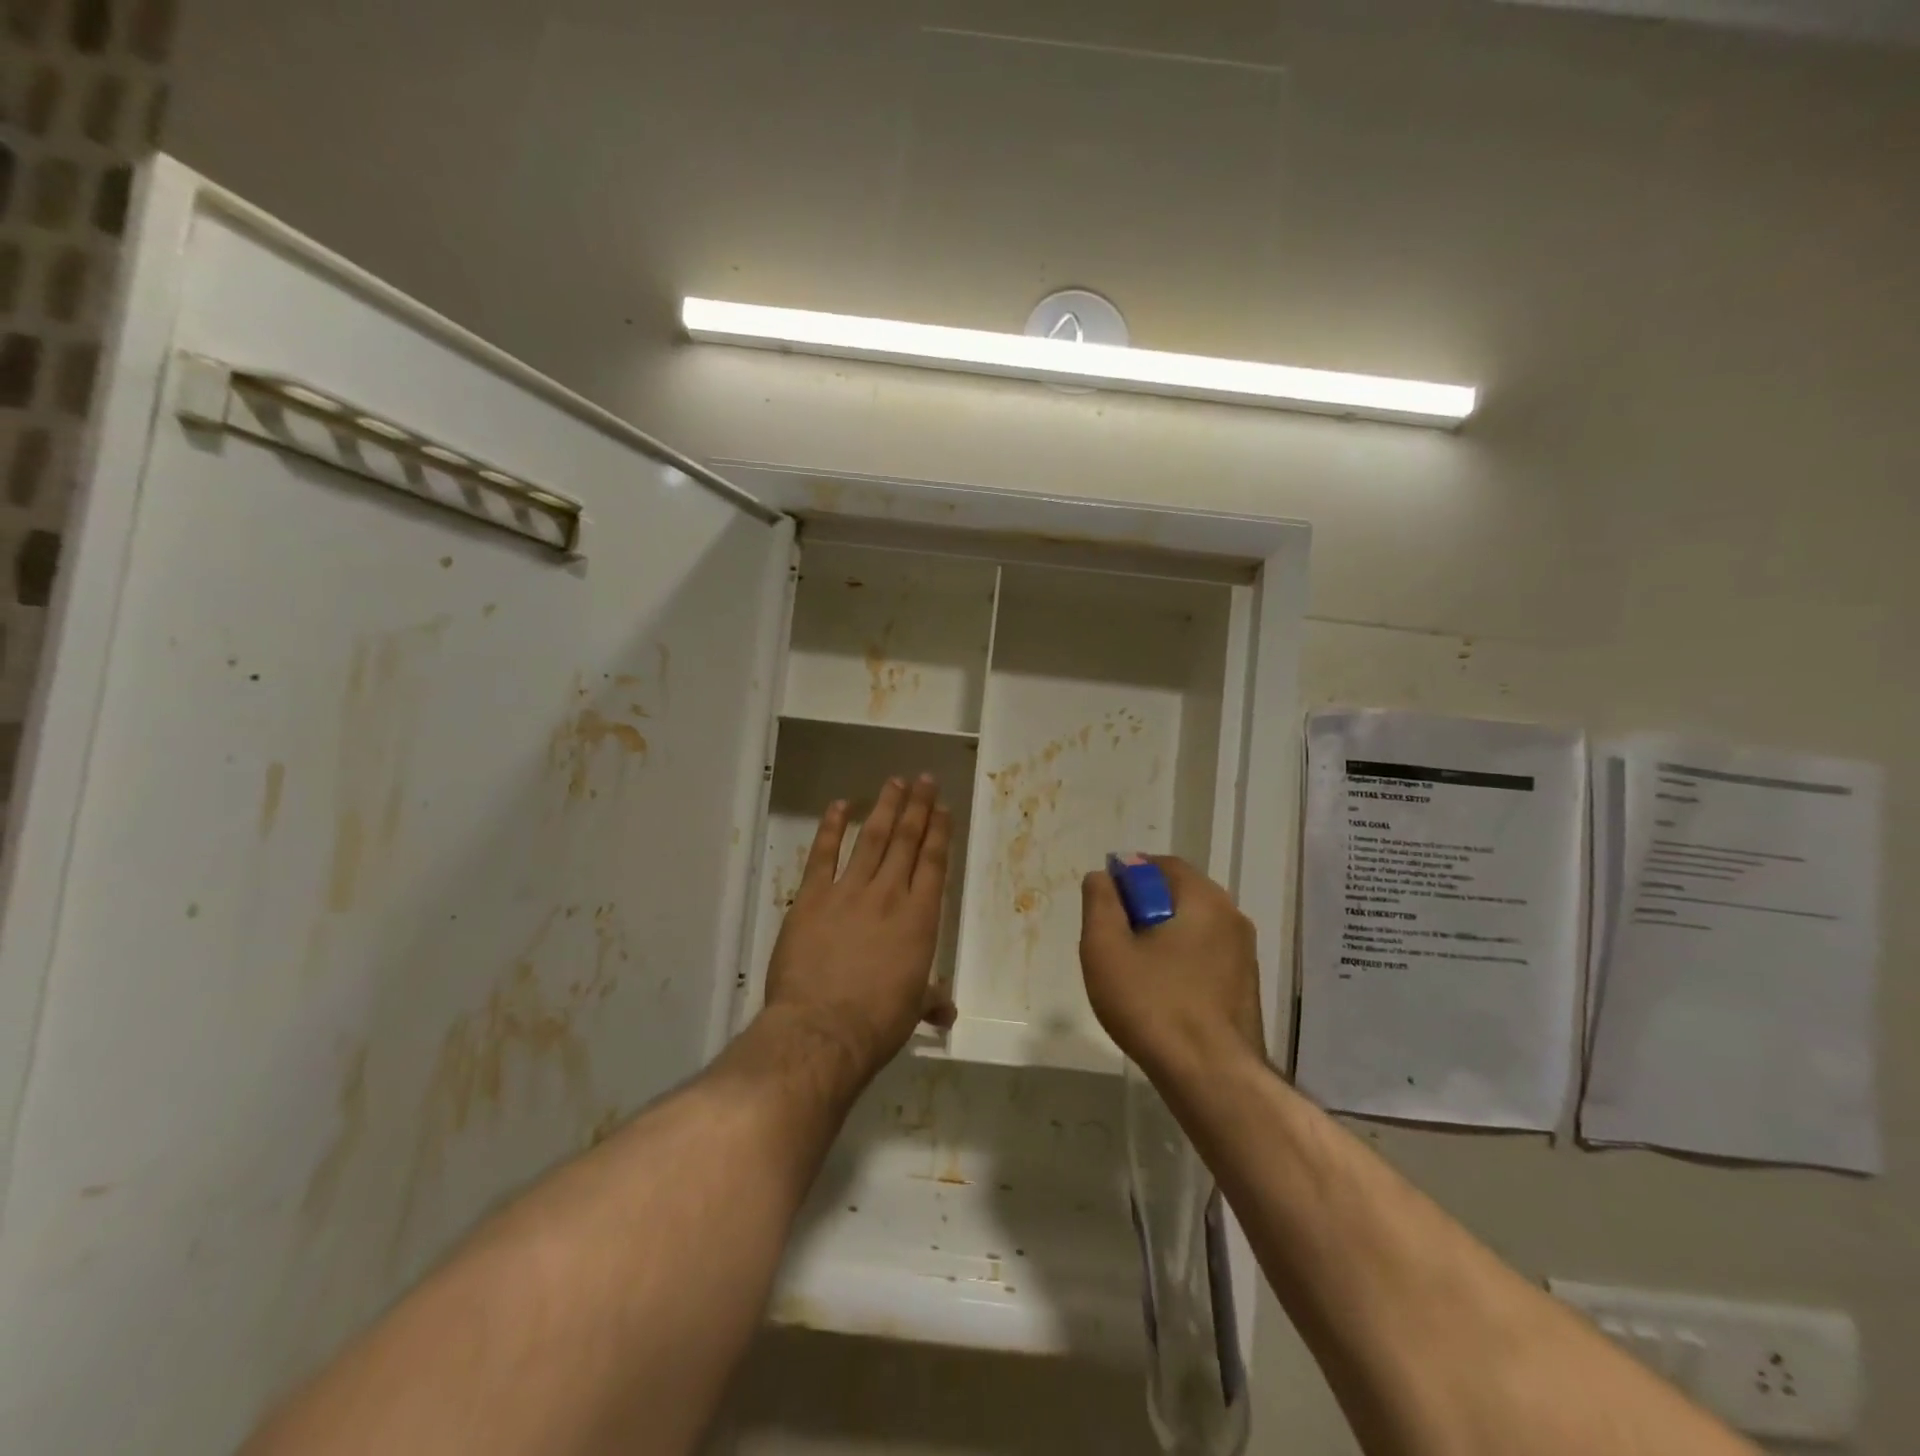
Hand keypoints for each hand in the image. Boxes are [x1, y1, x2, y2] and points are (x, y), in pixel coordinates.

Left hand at [762, 775, 955, 1087]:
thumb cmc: (877, 1023)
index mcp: (919, 918)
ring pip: (870, 838)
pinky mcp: (812, 897)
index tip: (943, 807)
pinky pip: (823, 854)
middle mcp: (888, 894)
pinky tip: (839, 805)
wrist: (823, 1029)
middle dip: (917, 807)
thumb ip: (931, 999)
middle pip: (905, 840)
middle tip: (925, 779)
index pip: (934, 863)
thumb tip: (948, 1010)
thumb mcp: (912, 1009)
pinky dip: (830, 827)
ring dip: (884, 808)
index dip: (939, 832)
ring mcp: (848, 891)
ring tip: (895, 782)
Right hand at [1079, 856, 1263, 1080]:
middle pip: (1177, 895)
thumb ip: (1100, 902)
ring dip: (1160, 938)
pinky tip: (1160, 995)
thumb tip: (1103, 877)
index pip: (1160, 865)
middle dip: (1141, 910)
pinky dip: (1179, 963)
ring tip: (1133, 972)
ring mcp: (1244, 955)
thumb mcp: (1106, 947)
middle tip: (1113, 941)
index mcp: (1204, 898)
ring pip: (1191, 928)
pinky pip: (1204, 957)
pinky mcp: (1245, 988)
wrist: (1211, 1077)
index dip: (1126, 877)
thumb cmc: (1153, 1004)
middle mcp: (1231, 917)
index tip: (1103, 906)